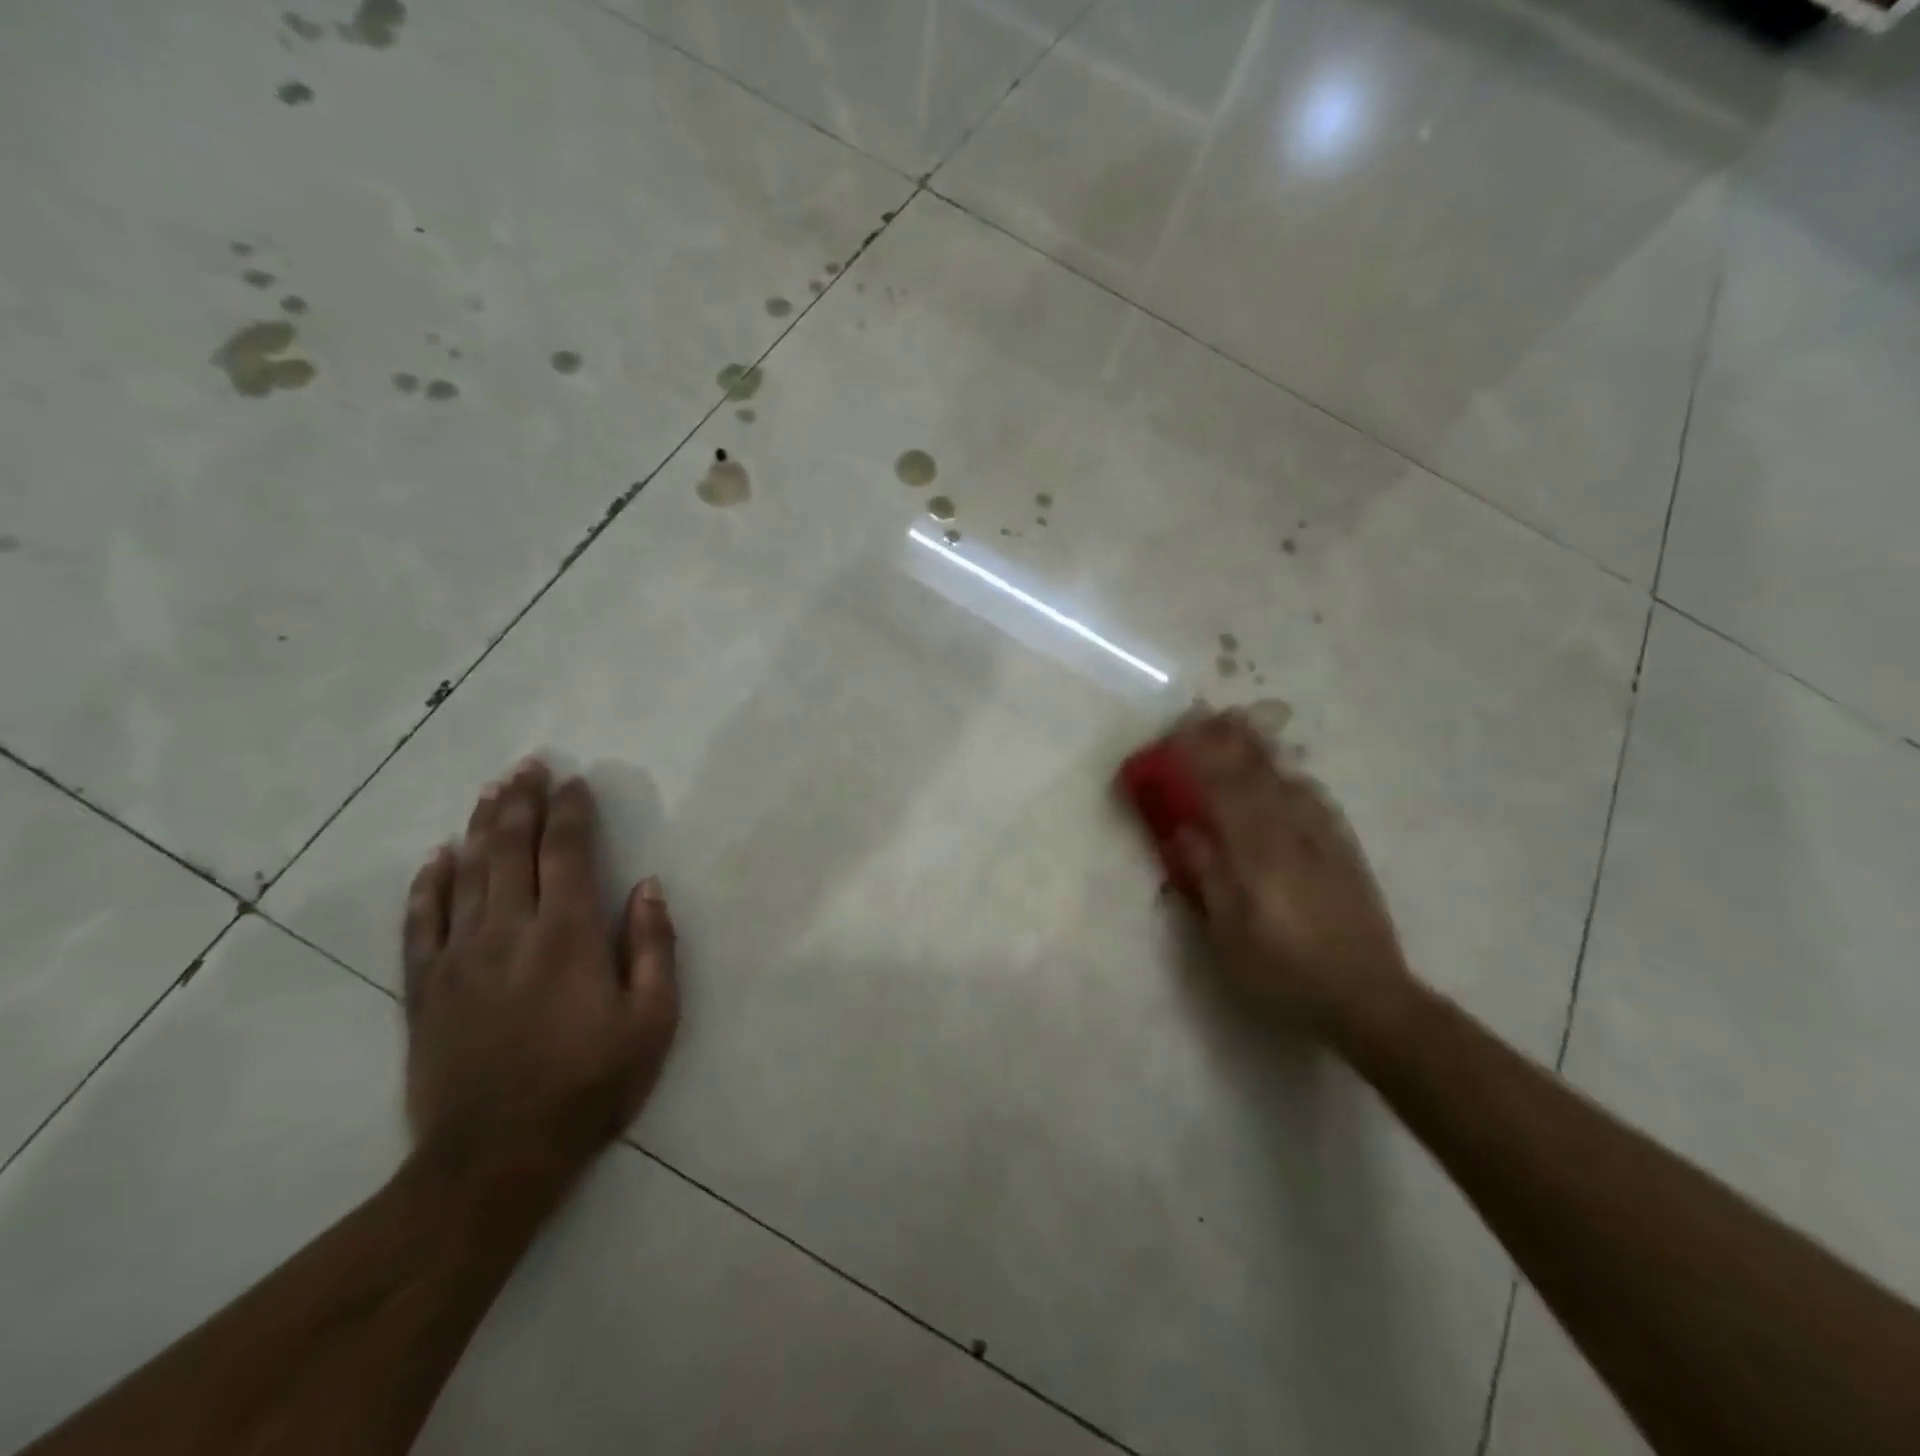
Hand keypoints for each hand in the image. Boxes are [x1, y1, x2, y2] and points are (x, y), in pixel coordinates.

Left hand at [401, 759, 678, 1187]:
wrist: (495, 1157)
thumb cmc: (590, 1085)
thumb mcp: (652, 1021)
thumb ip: (653, 947)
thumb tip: (647, 888)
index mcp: (568, 935)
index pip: (567, 853)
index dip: (571, 812)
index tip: (575, 781)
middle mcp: (509, 932)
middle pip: (511, 850)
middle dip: (522, 802)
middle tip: (527, 765)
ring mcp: (460, 958)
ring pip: (467, 874)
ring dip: (481, 827)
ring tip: (492, 791)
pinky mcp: (424, 989)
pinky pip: (421, 923)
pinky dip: (428, 884)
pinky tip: (436, 856)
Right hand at [1170, 712, 1415, 1038]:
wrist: (1367, 997)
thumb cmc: (1284, 973)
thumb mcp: (1230, 936)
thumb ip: (1208, 878)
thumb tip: (1185, 830)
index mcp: (1257, 856)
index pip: (1222, 793)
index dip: (1198, 760)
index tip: (1177, 734)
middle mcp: (1291, 837)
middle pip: (1256, 777)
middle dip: (1229, 742)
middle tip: (1207, 712)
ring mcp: (1323, 841)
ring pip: (1288, 782)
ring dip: (1261, 750)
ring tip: (1244, 725)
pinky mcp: (1345, 852)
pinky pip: (1317, 801)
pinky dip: (1295, 778)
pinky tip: (1290, 773)